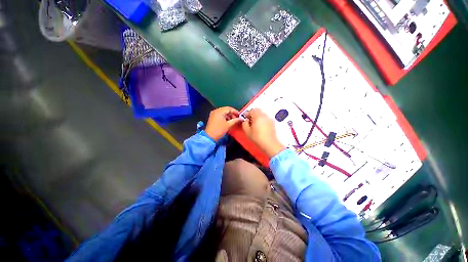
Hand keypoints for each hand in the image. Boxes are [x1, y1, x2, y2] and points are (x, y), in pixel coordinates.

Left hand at [205, 107, 242, 141]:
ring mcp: (213, 114)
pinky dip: (225, 118)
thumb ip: (235, 120)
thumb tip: (241, 119)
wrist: (210, 137)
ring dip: (229, 116)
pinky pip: (220, 115)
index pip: (229, 108)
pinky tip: (228, 122)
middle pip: (226, 110)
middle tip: (237, 119)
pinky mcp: (212, 118)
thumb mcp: (228, 125)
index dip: (235, 111)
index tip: (240, 116)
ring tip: (233, 121)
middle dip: (232, 114)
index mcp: (219, 111)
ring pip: (223, 113)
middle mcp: (216, 111)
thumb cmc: (219, 130)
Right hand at [242, 108, 285, 157]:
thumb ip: (244, 123)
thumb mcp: (247, 131)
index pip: (251, 111)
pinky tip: (260, 127)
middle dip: (253, 114)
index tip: (245, 118)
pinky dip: (262, 120)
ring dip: (257, 117)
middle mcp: (264, 115)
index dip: (247, 114)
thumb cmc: (257, 137)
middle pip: (257, 111)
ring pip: (262, 114)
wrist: (269, 143)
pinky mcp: (272, 123)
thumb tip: (246, 120)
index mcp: (257, 116)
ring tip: (255, 124)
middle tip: (250, 120)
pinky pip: (265, 118)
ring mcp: (269, 118)